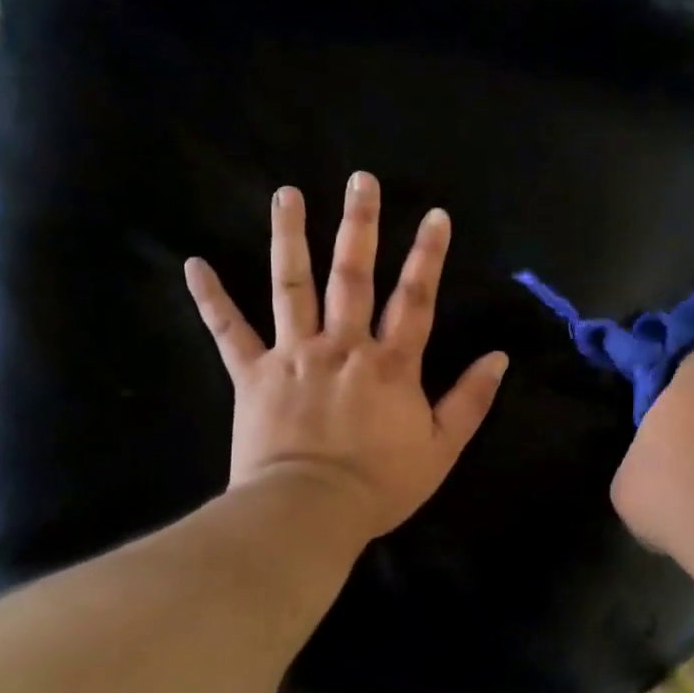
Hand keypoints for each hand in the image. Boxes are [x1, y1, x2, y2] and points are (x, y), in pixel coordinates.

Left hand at [184, 172, 508, 542]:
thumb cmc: (381, 484)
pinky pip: (229, 332)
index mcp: (390, 363)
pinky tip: (194, 264)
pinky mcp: (253, 375)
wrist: (309, 512)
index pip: (416, 299)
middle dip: (359, 226)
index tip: (435, 215)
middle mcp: (343, 346)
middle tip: (359, 180)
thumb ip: (470, 400)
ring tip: (286, 195)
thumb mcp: (441, 448)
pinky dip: (211, 299)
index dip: (428, 256)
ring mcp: (294, 355)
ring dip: (289, 239)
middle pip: (353, 276)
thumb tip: (499, 358)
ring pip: (291, 287)